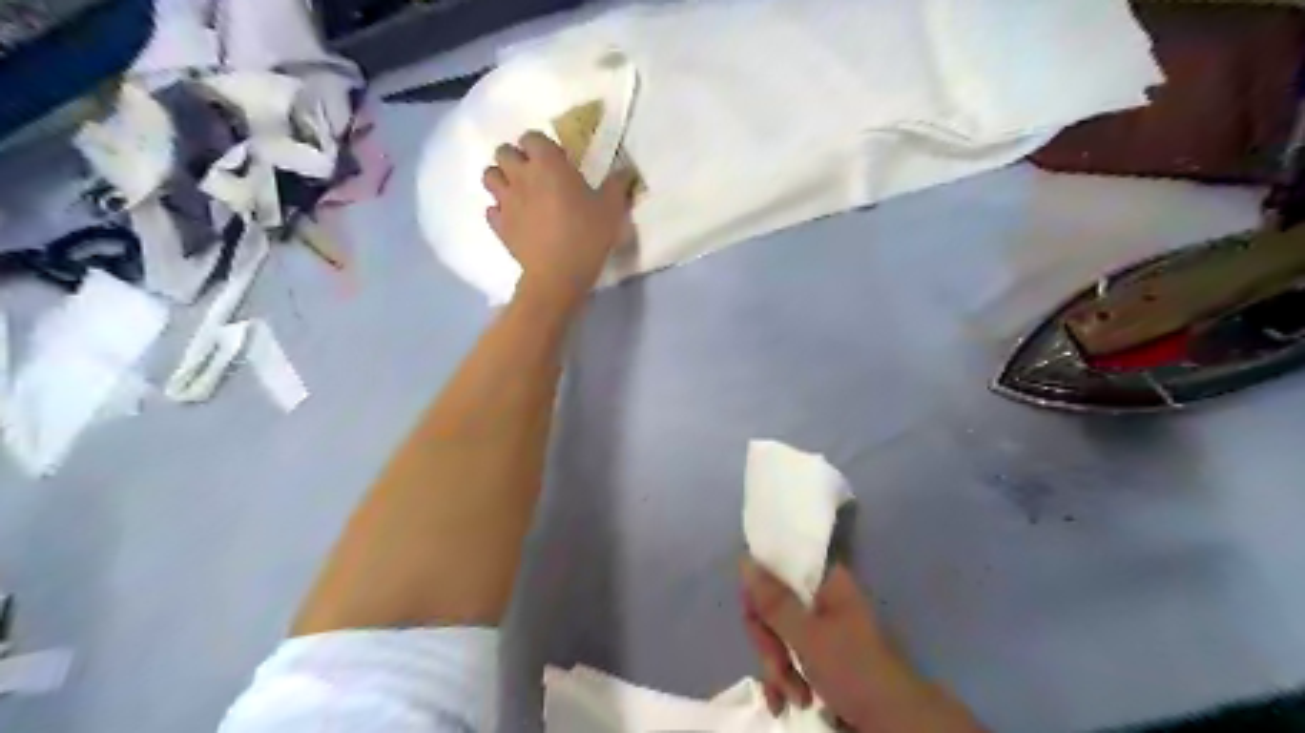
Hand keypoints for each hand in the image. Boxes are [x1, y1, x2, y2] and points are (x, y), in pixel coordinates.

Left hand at [485, 131, 637, 310]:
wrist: (558, 274)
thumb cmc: (587, 235)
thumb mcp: (612, 208)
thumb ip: (617, 185)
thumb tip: (626, 171)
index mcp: (547, 164)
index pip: (531, 137)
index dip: (541, 145)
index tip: (555, 160)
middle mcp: (521, 176)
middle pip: (504, 152)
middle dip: (516, 158)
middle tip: (535, 174)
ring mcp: (506, 201)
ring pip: (489, 176)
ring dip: (502, 179)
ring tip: (519, 192)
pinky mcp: (499, 226)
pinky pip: (491, 209)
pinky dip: (500, 210)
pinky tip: (515, 219)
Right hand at [738, 558, 985, 728]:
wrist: (895, 724)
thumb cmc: (855, 670)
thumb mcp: (809, 636)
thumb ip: (774, 601)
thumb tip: (745, 560)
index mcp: (825, 582)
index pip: (777, 570)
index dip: (759, 595)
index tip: (756, 619)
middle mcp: (821, 601)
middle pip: (772, 608)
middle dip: (770, 644)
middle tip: (779, 666)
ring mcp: (820, 632)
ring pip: (776, 638)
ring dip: (777, 669)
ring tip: (795, 697)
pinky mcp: (819, 660)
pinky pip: (786, 660)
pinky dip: (783, 682)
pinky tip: (786, 704)